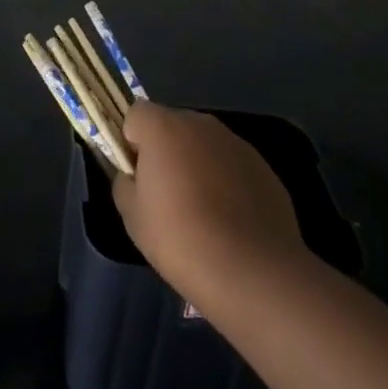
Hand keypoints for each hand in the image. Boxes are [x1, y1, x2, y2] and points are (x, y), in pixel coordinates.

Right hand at [112, 101, 305, 310]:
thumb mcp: (133, 217)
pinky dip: (227, 182)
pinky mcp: (263, 167)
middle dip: (166, 151)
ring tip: (203, 213)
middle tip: (167, 196)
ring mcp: (235, 143)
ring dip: (197, 165)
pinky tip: (231, 221)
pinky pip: (232, 165)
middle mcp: (200, 123)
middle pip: (172, 126)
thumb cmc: (182, 240)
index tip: (138, 176)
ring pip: (204, 145)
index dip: (132, 142)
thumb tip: (132, 175)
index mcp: (163, 127)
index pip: (136, 115)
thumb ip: (124, 183)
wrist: (254, 273)